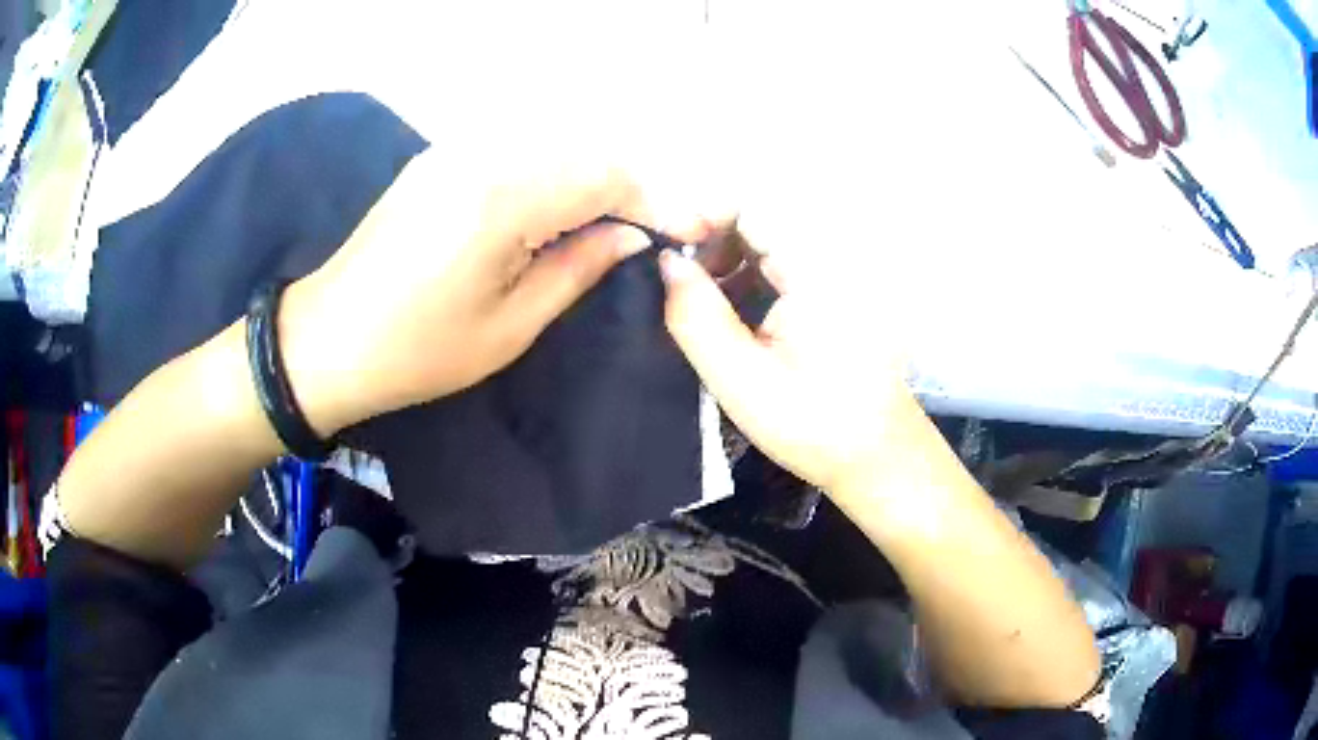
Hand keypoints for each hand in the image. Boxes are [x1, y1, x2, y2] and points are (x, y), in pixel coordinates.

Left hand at [280, 149, 726, 435]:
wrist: (327, 340)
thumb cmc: (418, 351)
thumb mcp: (511, 325)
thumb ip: (579, 267)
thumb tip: (631, 235)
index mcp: (502, 199)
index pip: (605, 177)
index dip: (659, 200)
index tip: (696, 228)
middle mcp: (482, 155)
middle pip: (584, 152)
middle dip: (635, 186)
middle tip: (667, 226)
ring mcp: (455, 151)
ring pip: (553, 146)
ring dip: (597, 177)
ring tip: (626, 219)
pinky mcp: (439, 160)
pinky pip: (517, 152)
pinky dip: (556, 173)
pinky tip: (567, 204)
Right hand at [659, 241, 911, 499]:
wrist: (879, 458)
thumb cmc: (814, 425)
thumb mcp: (741, 379)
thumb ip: (695, 316)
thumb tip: (665, 260)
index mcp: (817, 268)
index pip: (750, 208)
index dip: (701, 220)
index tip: (666, 256)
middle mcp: (833, 257)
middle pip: (759, 222)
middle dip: (712, 247)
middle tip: (678, 291)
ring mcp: (840, 274)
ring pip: (770, 245)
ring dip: (730, 265)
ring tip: (701, 310)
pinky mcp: (838, 292)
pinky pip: (786, 267)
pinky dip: (753, 282)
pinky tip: (736, 320)